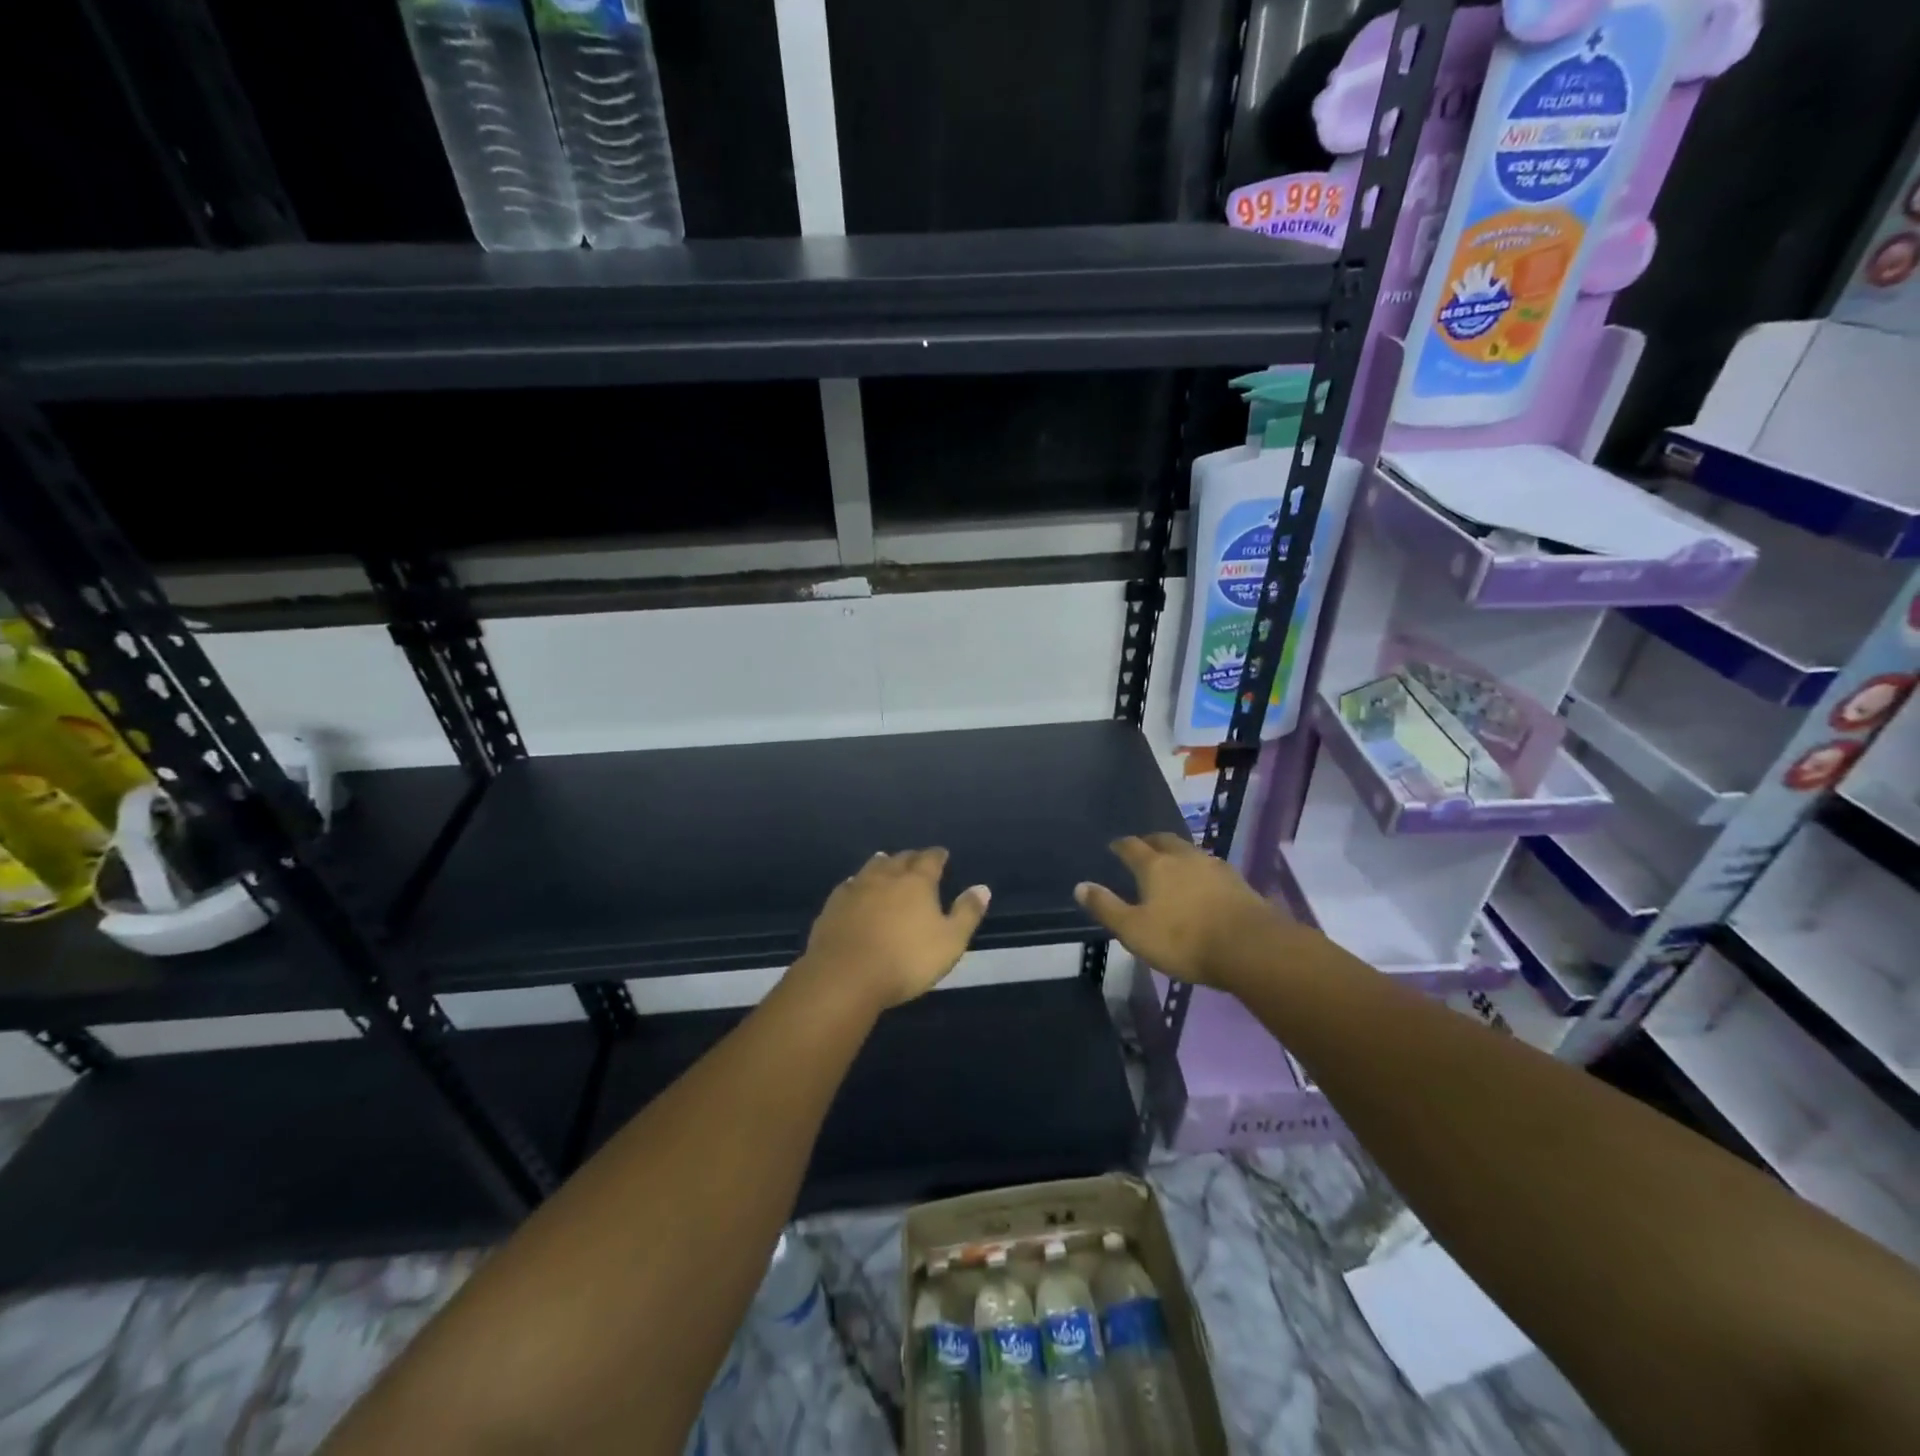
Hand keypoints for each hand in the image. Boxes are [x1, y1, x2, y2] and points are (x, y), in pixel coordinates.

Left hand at [796, 849, 989, 1009]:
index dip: (938, 856)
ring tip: (886, 861)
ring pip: (872, 867)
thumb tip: (982, 887)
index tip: (942, 854)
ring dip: (883, 863)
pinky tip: (855, 887)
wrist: (846, 976)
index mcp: (917, 882)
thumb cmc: (906, 960)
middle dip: (911, 857)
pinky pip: (849, 885)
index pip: (930, 859)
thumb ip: (967, 913)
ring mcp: (856, 888)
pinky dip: (857, 882)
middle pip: (900, 859)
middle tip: (917, 859)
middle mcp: (886, 876)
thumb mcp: (950, 942)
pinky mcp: (833, 905)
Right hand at [1075, 833, 1286, 987]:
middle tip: (1143, 848)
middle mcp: (1184, 857)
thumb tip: (1080, 885)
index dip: (1120, 845)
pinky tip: (1202, 884)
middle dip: (1150, 841)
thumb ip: (1106, 907)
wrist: (1250, 948)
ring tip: (1172, 865)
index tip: (1114, 846)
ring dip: (1177, 854)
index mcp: (1155, 866)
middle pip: (1164, 840)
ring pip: (1190, 851)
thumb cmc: (1184, 940)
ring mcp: (1214, 866)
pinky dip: (1200, 871)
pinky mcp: (1238, 881)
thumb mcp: (1134, 930)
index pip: (1132, 846)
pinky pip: (1211, 868)